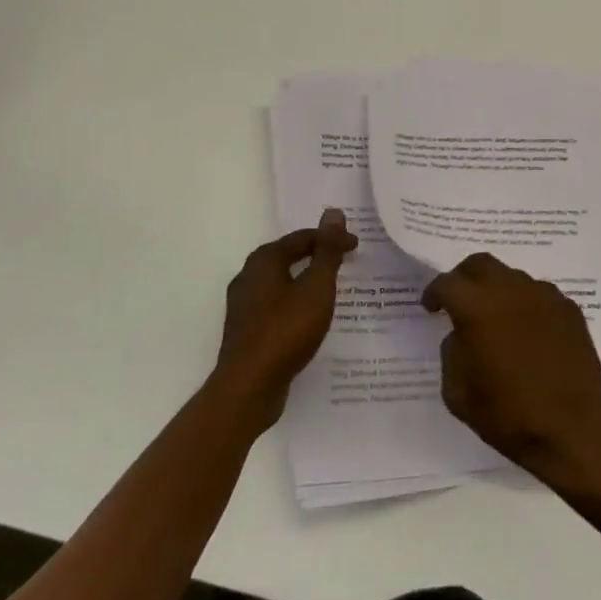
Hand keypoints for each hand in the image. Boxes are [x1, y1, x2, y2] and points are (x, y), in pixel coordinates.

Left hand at [214, 209, 356, 428]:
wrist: (249, 387)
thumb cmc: (286, 330)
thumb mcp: (316, 287)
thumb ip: (327, 251)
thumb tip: (333, 212)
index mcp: (263, 260)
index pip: (303, 238)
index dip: (331, 239)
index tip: (356, 247)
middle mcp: (248, 277)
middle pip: (288, 257)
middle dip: (317, 258)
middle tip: (345, 263)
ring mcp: (244, 306)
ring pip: (281, 284)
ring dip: (306, 283)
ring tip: (331, 291)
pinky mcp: (245, 332)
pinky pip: (276, 307)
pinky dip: (296, 305)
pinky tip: (310, 320)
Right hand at [422, 252, 600, 478]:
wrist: (575, 430)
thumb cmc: (510, 416)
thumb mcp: (458, 394)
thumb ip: (451, 354)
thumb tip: (461, 335)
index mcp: (477, 308)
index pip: (447, 283)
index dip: (434, 293)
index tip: (431, 307)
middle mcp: (510, 290)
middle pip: (480, 264)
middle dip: (464, 278)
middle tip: (460, 301)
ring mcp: (544, 295)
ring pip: (512, 277)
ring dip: (497, 291)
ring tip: (496, 320)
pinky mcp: (569, 308)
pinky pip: (538, 294)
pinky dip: (525, 305)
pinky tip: (527, 332)